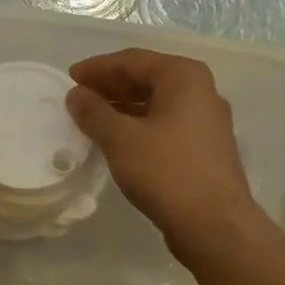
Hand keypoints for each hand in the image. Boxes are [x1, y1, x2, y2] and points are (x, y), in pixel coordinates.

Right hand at [66, 49, 260, 265]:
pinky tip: (117, 142)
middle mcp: (201, 92)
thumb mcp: (121, 139)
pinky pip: (165, 125)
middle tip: (78, 97)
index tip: (70, 77)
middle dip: (111, 86)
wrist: (214, 224)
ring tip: (92, 119)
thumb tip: (76, 95)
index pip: (133, 61)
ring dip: (123, 108)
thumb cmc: (166, 172)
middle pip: (148, 79)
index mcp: (184, 77)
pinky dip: (139, 127)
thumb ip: (94, 113)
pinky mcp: (205, 149)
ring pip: (157, 104)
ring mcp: (206, 122)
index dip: (98, 68)